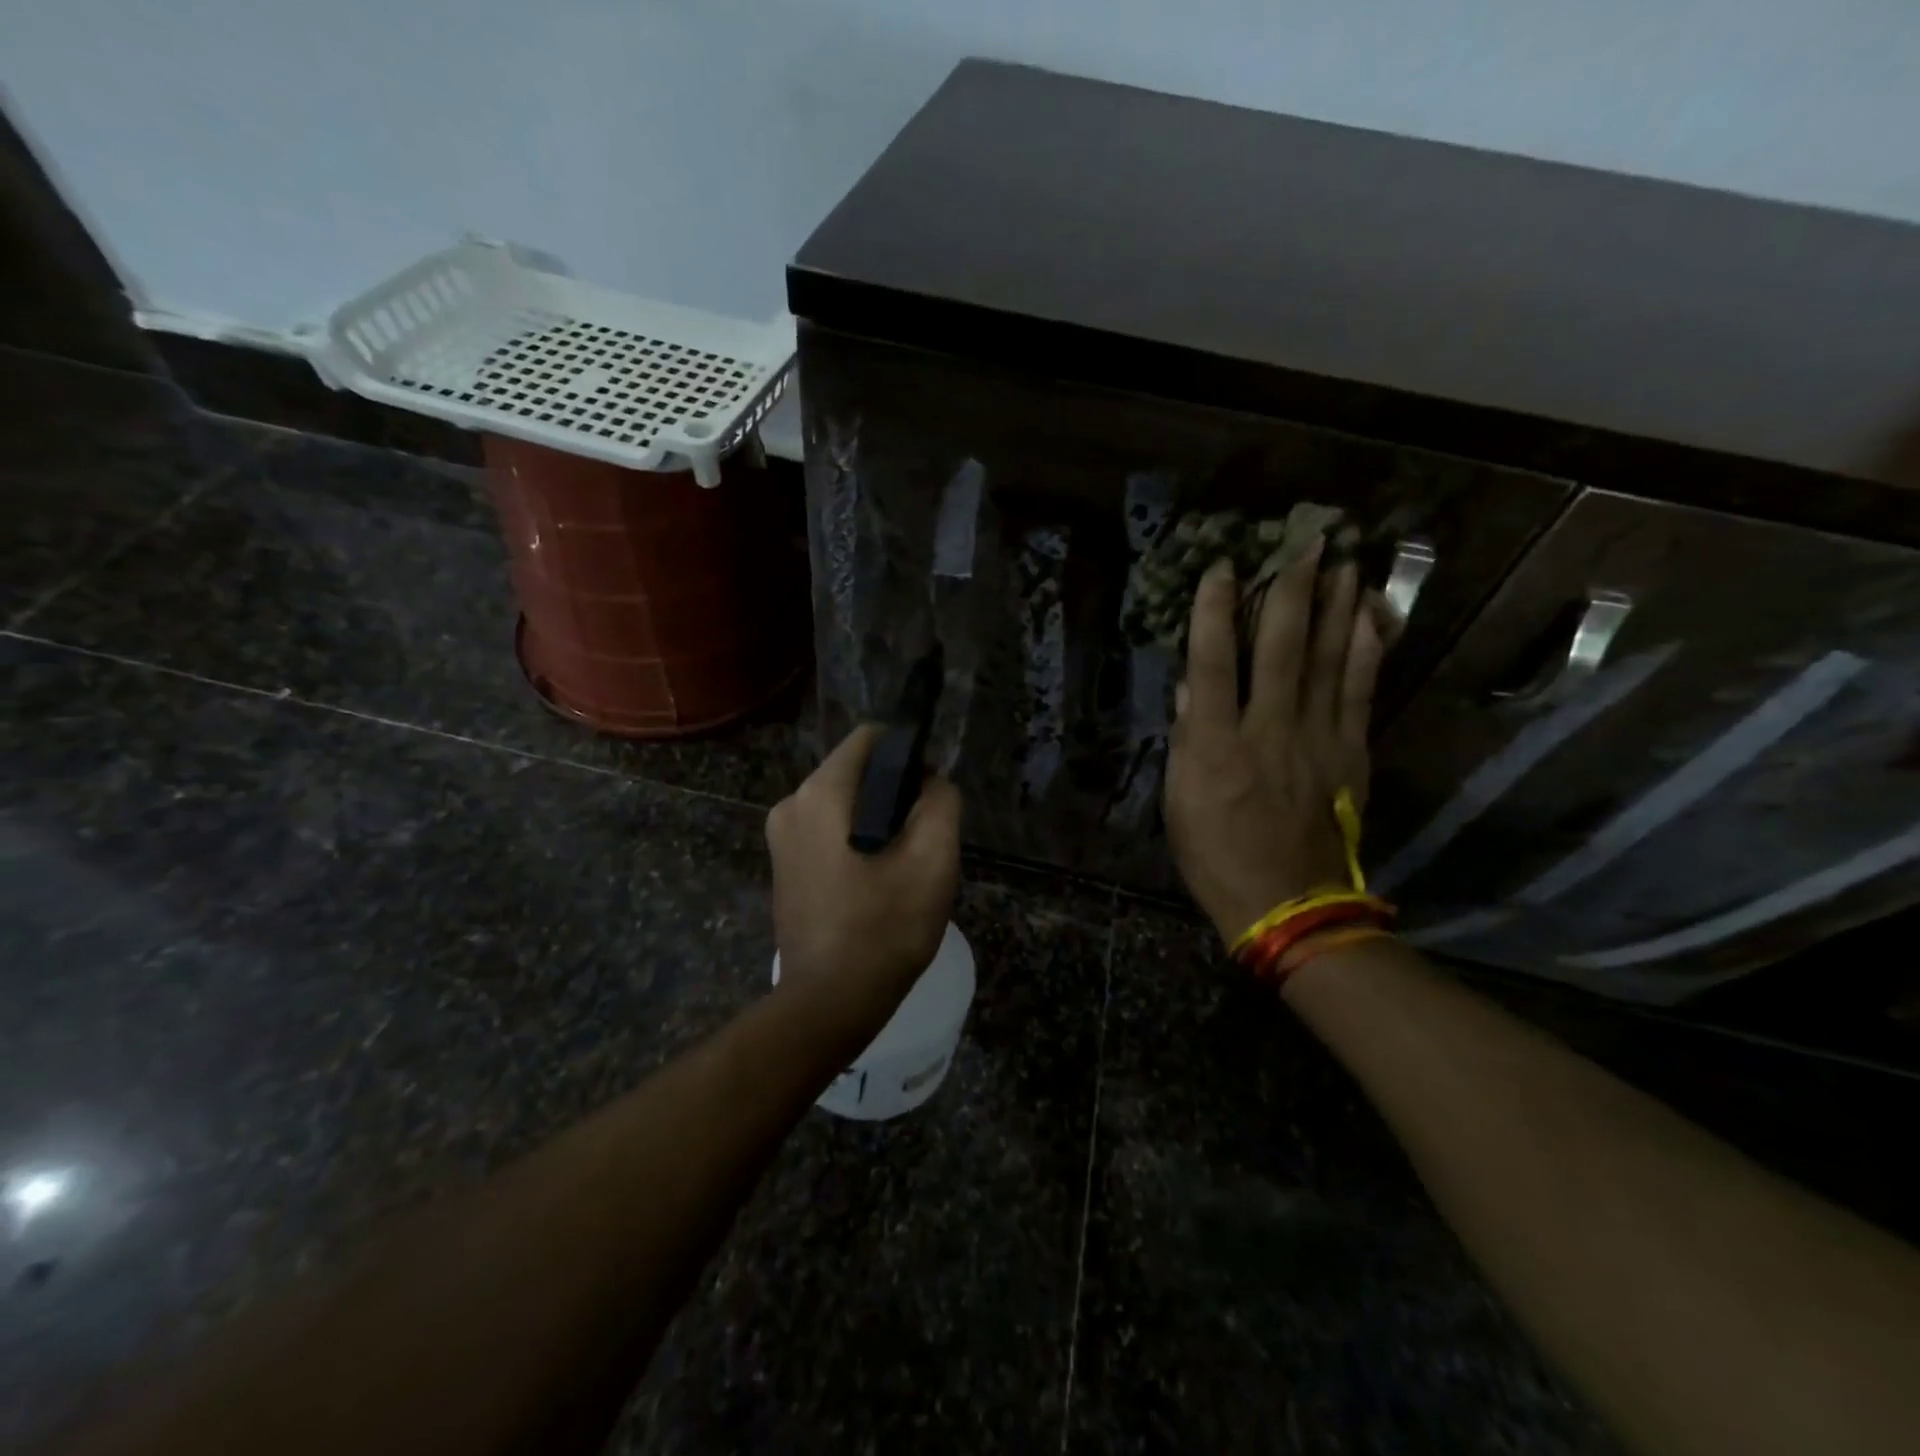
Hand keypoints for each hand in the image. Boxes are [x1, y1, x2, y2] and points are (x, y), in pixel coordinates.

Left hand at [765, 725, 962, 1033]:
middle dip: (894, 793)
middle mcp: (790, 805)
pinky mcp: (784, 868)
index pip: (869, 739)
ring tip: (903, 865)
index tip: (931, 791)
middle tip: (922, 837)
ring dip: (877, 821)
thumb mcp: (934, 859)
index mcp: (820, 794)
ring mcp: (780, 840)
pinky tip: (877, 882)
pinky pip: (828, 834)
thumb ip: (941, 802)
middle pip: (855, 773)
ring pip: (843, 805)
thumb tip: (931, 782)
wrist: (830, 1002)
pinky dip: (855, 843)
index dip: (908, 753)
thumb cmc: (885, 927)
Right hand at [1164, 544, 1388, 944]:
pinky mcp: (1350, 752)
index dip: (1215, 611)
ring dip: (1336, 605)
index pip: (1213, 663)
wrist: (1286, 901)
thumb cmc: (1215, 853)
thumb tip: (1191, 687)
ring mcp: (1316, 738)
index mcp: (1216, 744)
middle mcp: (1268, 729)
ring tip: (1345, 559)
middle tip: (1306, 540)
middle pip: (1281, 647)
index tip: (1223, 567)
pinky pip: (1361, 691)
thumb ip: (1187, 738)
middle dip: (1292, 589)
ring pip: (1328, 659)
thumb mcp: (1179, 800)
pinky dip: (1367, 649)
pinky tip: (1372, 615)